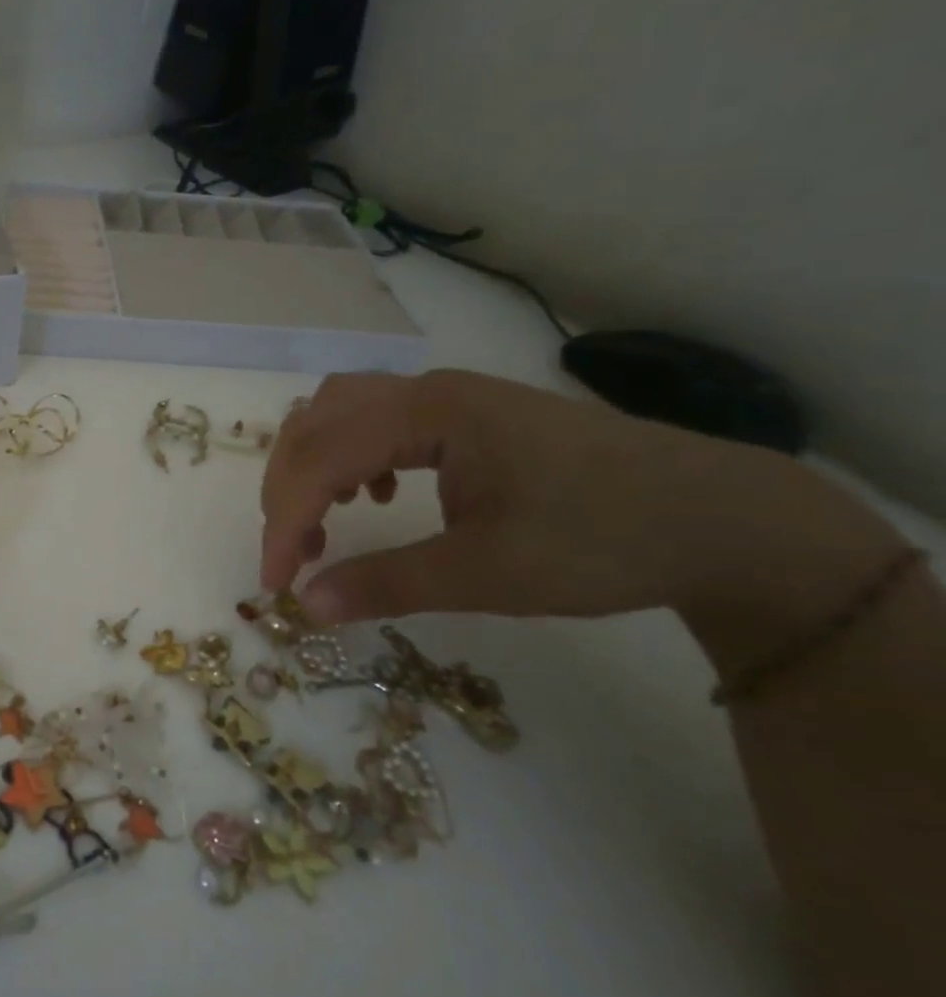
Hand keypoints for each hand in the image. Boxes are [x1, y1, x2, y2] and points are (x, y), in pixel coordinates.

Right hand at [260, 371, 903, 669]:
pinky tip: (374, 494)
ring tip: (322, 521)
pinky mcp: (463, 415)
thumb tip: (306, 605)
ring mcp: (446, 398)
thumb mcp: (489, 574)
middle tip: (294, 556)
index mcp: (428, 414)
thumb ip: (387, 584)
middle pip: (315, 424)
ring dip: (312, 466)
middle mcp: (426, 391)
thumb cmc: (601, 539)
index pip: (320, 458)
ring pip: (338, 413)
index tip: (277, 584)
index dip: (285, 522)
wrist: (720, 517)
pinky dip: (348, 456)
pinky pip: (373, 420)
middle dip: (288, 490)